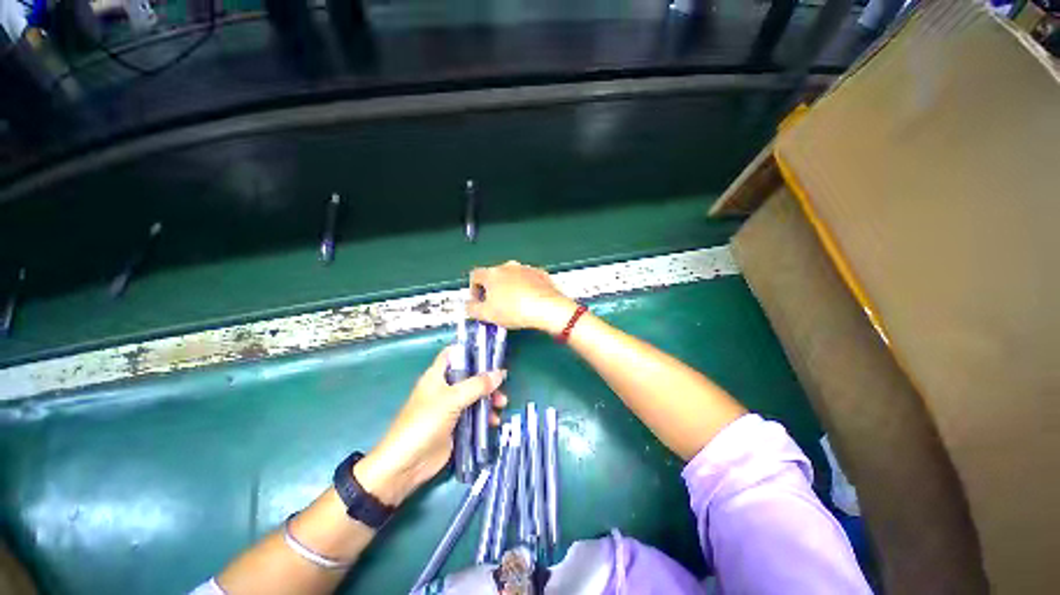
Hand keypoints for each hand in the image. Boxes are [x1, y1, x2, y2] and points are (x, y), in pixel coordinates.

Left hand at [354, 347, 506, 506]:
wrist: (407, 464)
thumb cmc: (425, 422)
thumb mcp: (452, 399)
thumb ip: (477, 385)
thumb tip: (500, 373)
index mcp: (438, 375)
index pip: (454, 354)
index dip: (471, 350)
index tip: (491, 352)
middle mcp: (445, 388)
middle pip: (470, 376)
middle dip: (487, 379)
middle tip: (502, 384)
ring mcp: (451, 407)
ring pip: (475, 396)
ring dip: (489, 398)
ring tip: (501, 405)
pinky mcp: (456, 425)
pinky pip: (475, 415)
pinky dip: (485, 416)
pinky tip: (494, 421)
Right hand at [468, 261, 578, 333]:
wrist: (547, 307)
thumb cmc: (515, 310)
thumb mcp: (487, 315)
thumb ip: (472, 309)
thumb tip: (469, 305)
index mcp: (492, 273)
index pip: (475, 275)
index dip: (473, 289)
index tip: (478, 302)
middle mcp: (508, 266)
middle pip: (494, 276)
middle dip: (492, 290)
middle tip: (495, 306)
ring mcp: (526, 268)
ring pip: (512, 277)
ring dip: (509, 288)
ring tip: (514, 305)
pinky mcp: (540, 273)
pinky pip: (528, 280)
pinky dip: (525, 288)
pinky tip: (529, 301)